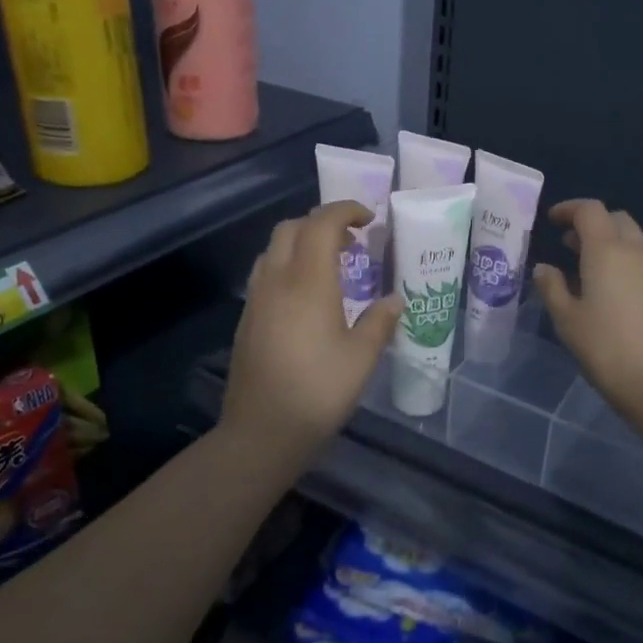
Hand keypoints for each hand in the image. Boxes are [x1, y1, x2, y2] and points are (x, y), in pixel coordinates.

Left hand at [220, 200, 401, 465]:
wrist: (262, 432)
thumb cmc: (319, 392)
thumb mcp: (362, 358)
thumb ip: (380, 322)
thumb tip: (394, 300)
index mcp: (308, 282)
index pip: (321, 224)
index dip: (345, 211)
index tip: (369, 219)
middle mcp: (277, 281)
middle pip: (291, 228)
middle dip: (321, 222)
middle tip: (352, 241)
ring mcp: (256, 299)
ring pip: (273, 249)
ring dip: (301, 243)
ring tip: (330, 264)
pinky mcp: (247, 319)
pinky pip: (266, 273)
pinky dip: (288, 265)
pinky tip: (307, 296)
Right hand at [533, 200, 642, 418]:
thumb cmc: (605, 348)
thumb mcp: (566, 319)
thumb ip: (552, 287)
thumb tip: (544, 268)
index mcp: (608, 251)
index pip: (589, 210)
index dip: (569, 209)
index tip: (553, 220)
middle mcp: (639, 252)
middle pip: (617, 220)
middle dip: (593, 225)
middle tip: (571, 245)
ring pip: (637, 244)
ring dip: (614, 247)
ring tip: (593, 273)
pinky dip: (631, 269)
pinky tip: (620, 299)